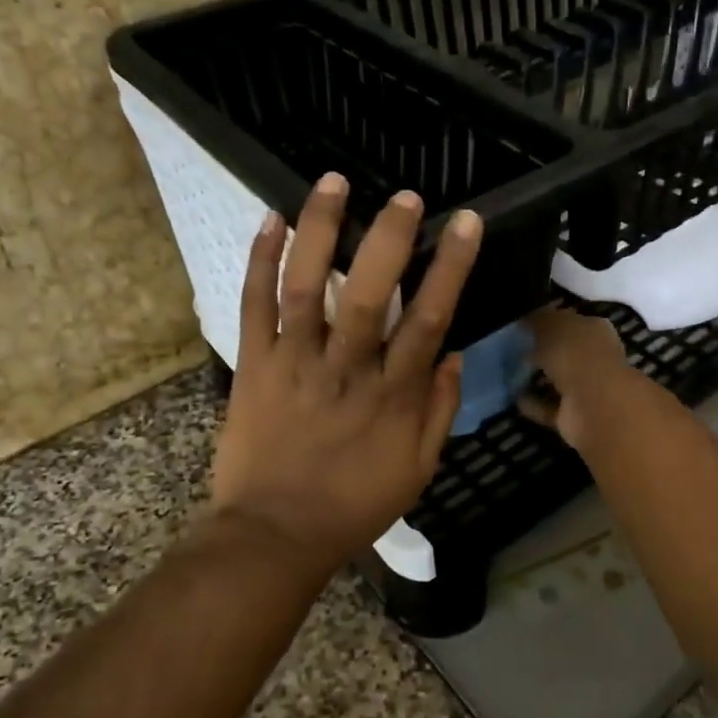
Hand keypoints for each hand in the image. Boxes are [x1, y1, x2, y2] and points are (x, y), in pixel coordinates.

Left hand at [210, 173, 482, 571]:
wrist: (274, 535)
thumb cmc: (353, 506)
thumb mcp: (418, 470)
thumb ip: (439, 411)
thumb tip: (451, 355)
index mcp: (392, 394)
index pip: (429, 318)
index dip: (450, 266)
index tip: (465, 223)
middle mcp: (345, 368)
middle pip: (369, 293)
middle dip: (390, 237)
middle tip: (405, 196)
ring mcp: (294, 362)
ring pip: (306, 286)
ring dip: (320, 230)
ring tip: (333, 182)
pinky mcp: (253, 365)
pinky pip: (254, 306)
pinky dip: (260, 261)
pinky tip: (270, 220)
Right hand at [522, 307, 632, 449]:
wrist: (594, 405)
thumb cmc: (576, 354)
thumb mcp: (551, 325)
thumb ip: (538, 319)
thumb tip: (526, 316)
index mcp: (595, 329)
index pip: (570, 321)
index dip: (548, 321)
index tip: (522, 324)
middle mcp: (594, 357)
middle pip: (564, 351)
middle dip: (541, 350)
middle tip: (511, 348)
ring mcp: (586, 389)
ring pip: (557, 380)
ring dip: (537, 378)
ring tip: (507, 372)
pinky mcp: (575, 415)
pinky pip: (549, 406)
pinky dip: (533, 403)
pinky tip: (512, 397)